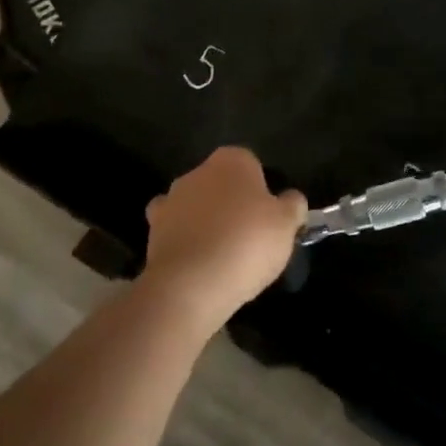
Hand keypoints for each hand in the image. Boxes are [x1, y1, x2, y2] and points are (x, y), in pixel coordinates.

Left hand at [141, 147, 306, 328]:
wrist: (191, 285)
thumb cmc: (247, 243)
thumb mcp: (287, 224)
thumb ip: (293, 205)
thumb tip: (291, 199)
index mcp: (231, 160)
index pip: (251, 164)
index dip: (262, 190)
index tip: (269, 216)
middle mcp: (197, 172)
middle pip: (221, 183)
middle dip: (232, 203)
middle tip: (250, 235)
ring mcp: (171, 200)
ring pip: (197, 206)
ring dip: (207, 221)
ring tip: (224, 254)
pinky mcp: (153, 231)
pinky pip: (176, 231)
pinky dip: (186, 241)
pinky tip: (199, 262)